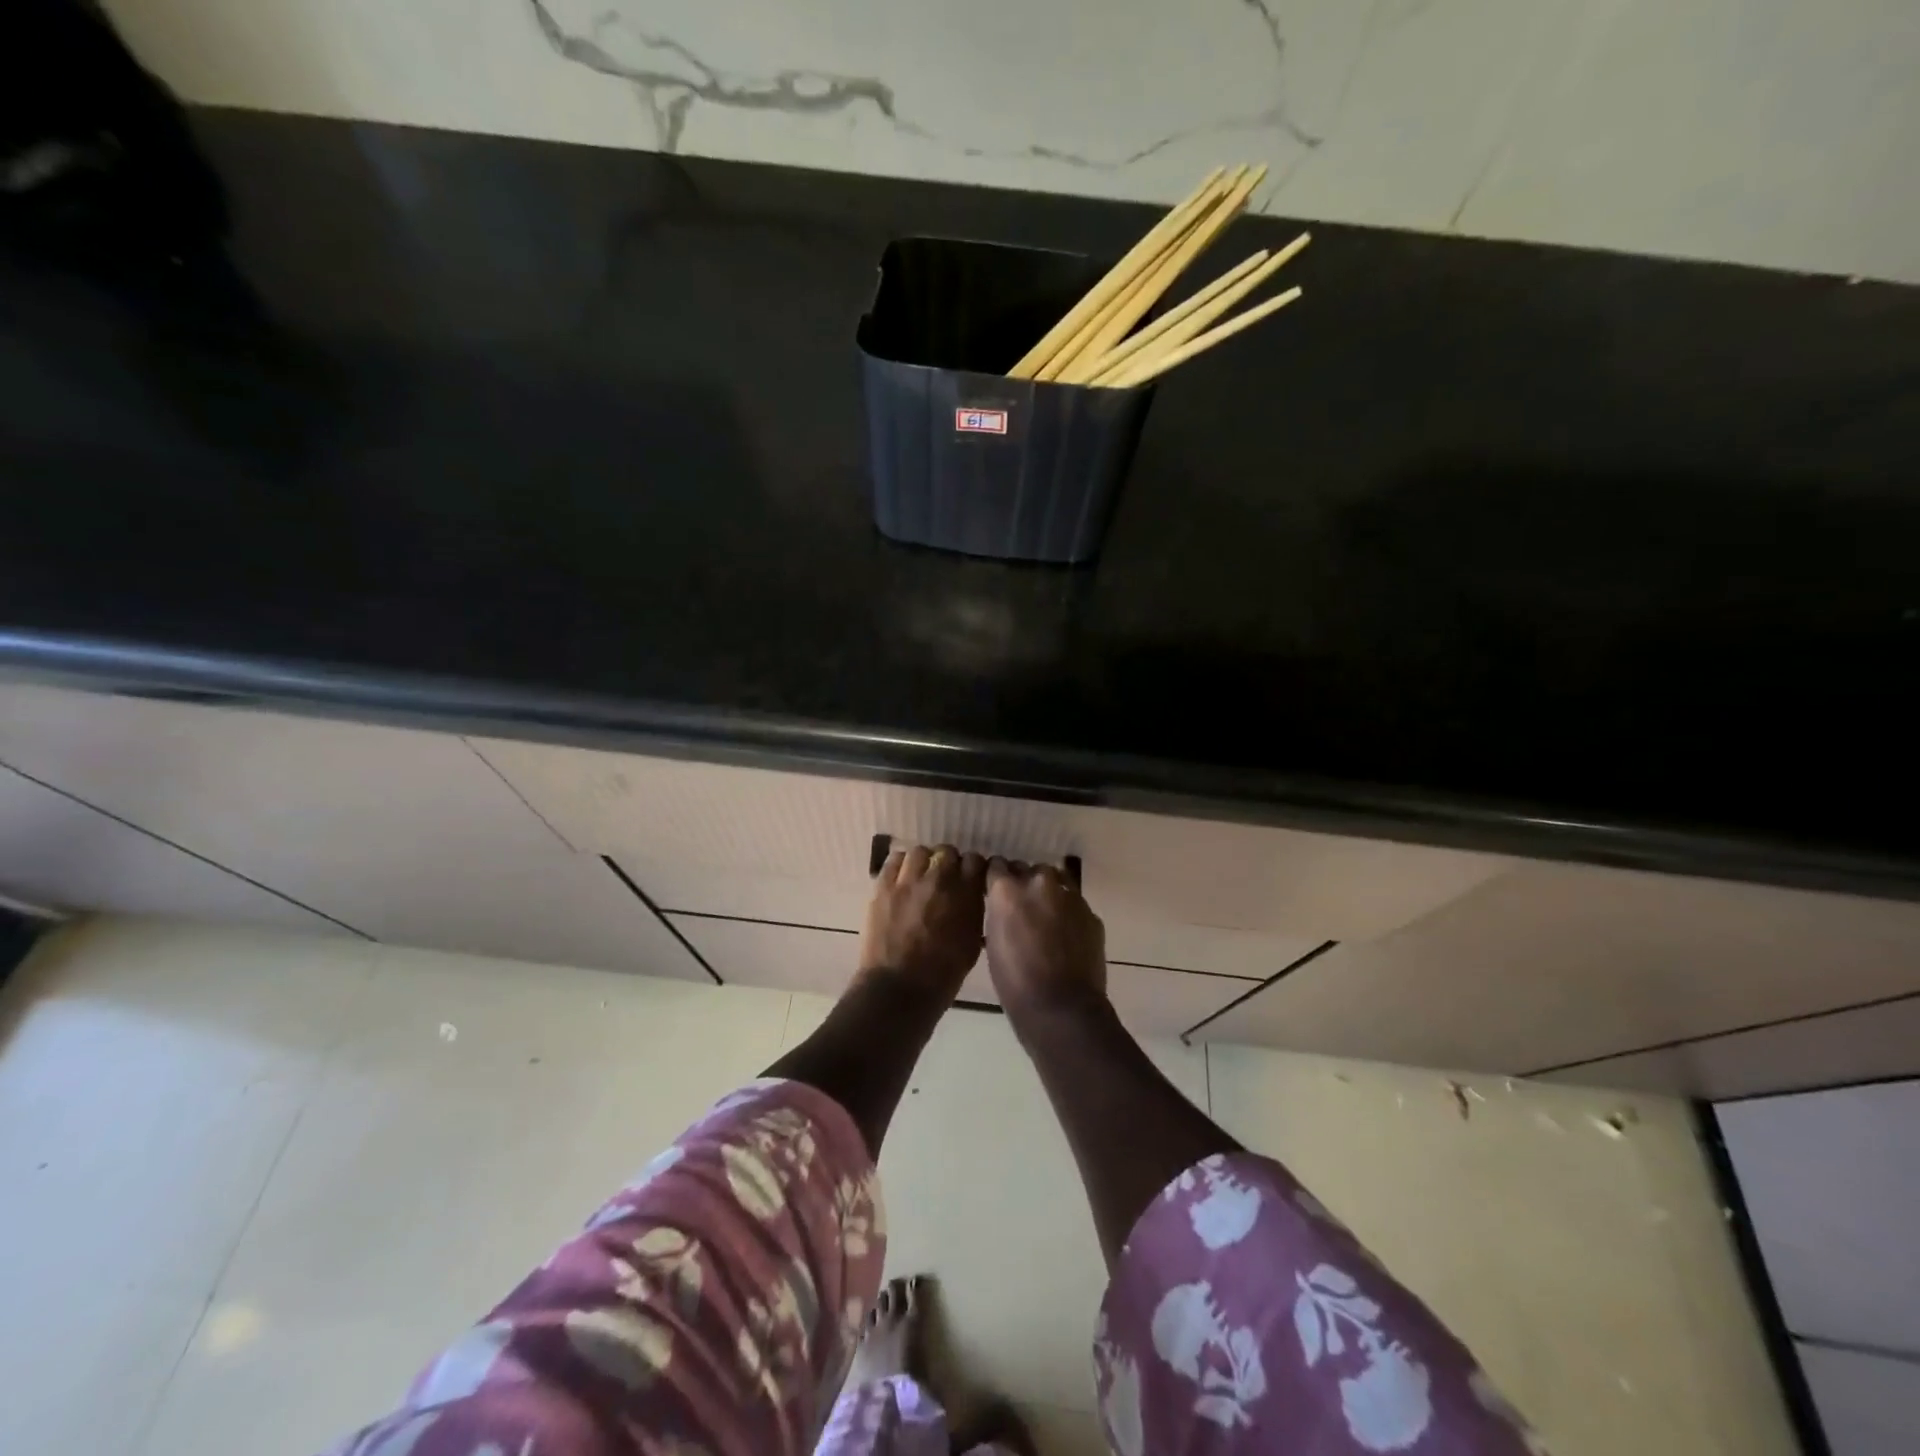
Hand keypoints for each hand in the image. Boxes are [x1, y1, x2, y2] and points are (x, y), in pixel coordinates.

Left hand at [858, 843, 986, 1001]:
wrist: (899, 989)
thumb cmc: (942, 974)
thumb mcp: (972, 943)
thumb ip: (974, 911)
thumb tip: (972, 896)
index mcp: (965, 894)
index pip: (975, 861)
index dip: (973, 868)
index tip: (971, 878)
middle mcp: (938, 879)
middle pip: (947, 852)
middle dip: (949, 863)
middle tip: (945, 879)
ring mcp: (908, 881)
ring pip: (920, 852)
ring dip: (924, 861)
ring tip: (922, 876)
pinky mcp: (883, 887)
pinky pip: (893, 861)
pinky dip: (901, 865)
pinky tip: (902, 878)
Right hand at [983, 858, 1106, 1026]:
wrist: (1062, 1008)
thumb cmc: (1015, 981)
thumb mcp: (993, 941)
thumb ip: (999, 912)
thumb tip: (1004, 904)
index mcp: (1007, 890)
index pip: (997, 866)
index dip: (996, 879)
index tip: (995, 890)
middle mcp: (1039, 883)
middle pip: (1028, 869)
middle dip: (1023, 883)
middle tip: (1021, 907)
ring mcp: (1069, 896)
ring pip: (1055, 881)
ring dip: (1048, 893)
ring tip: (1046, 917)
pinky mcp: (1091, 913)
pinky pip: (1074, 903)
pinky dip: (1068, 912)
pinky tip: (1065, 935)